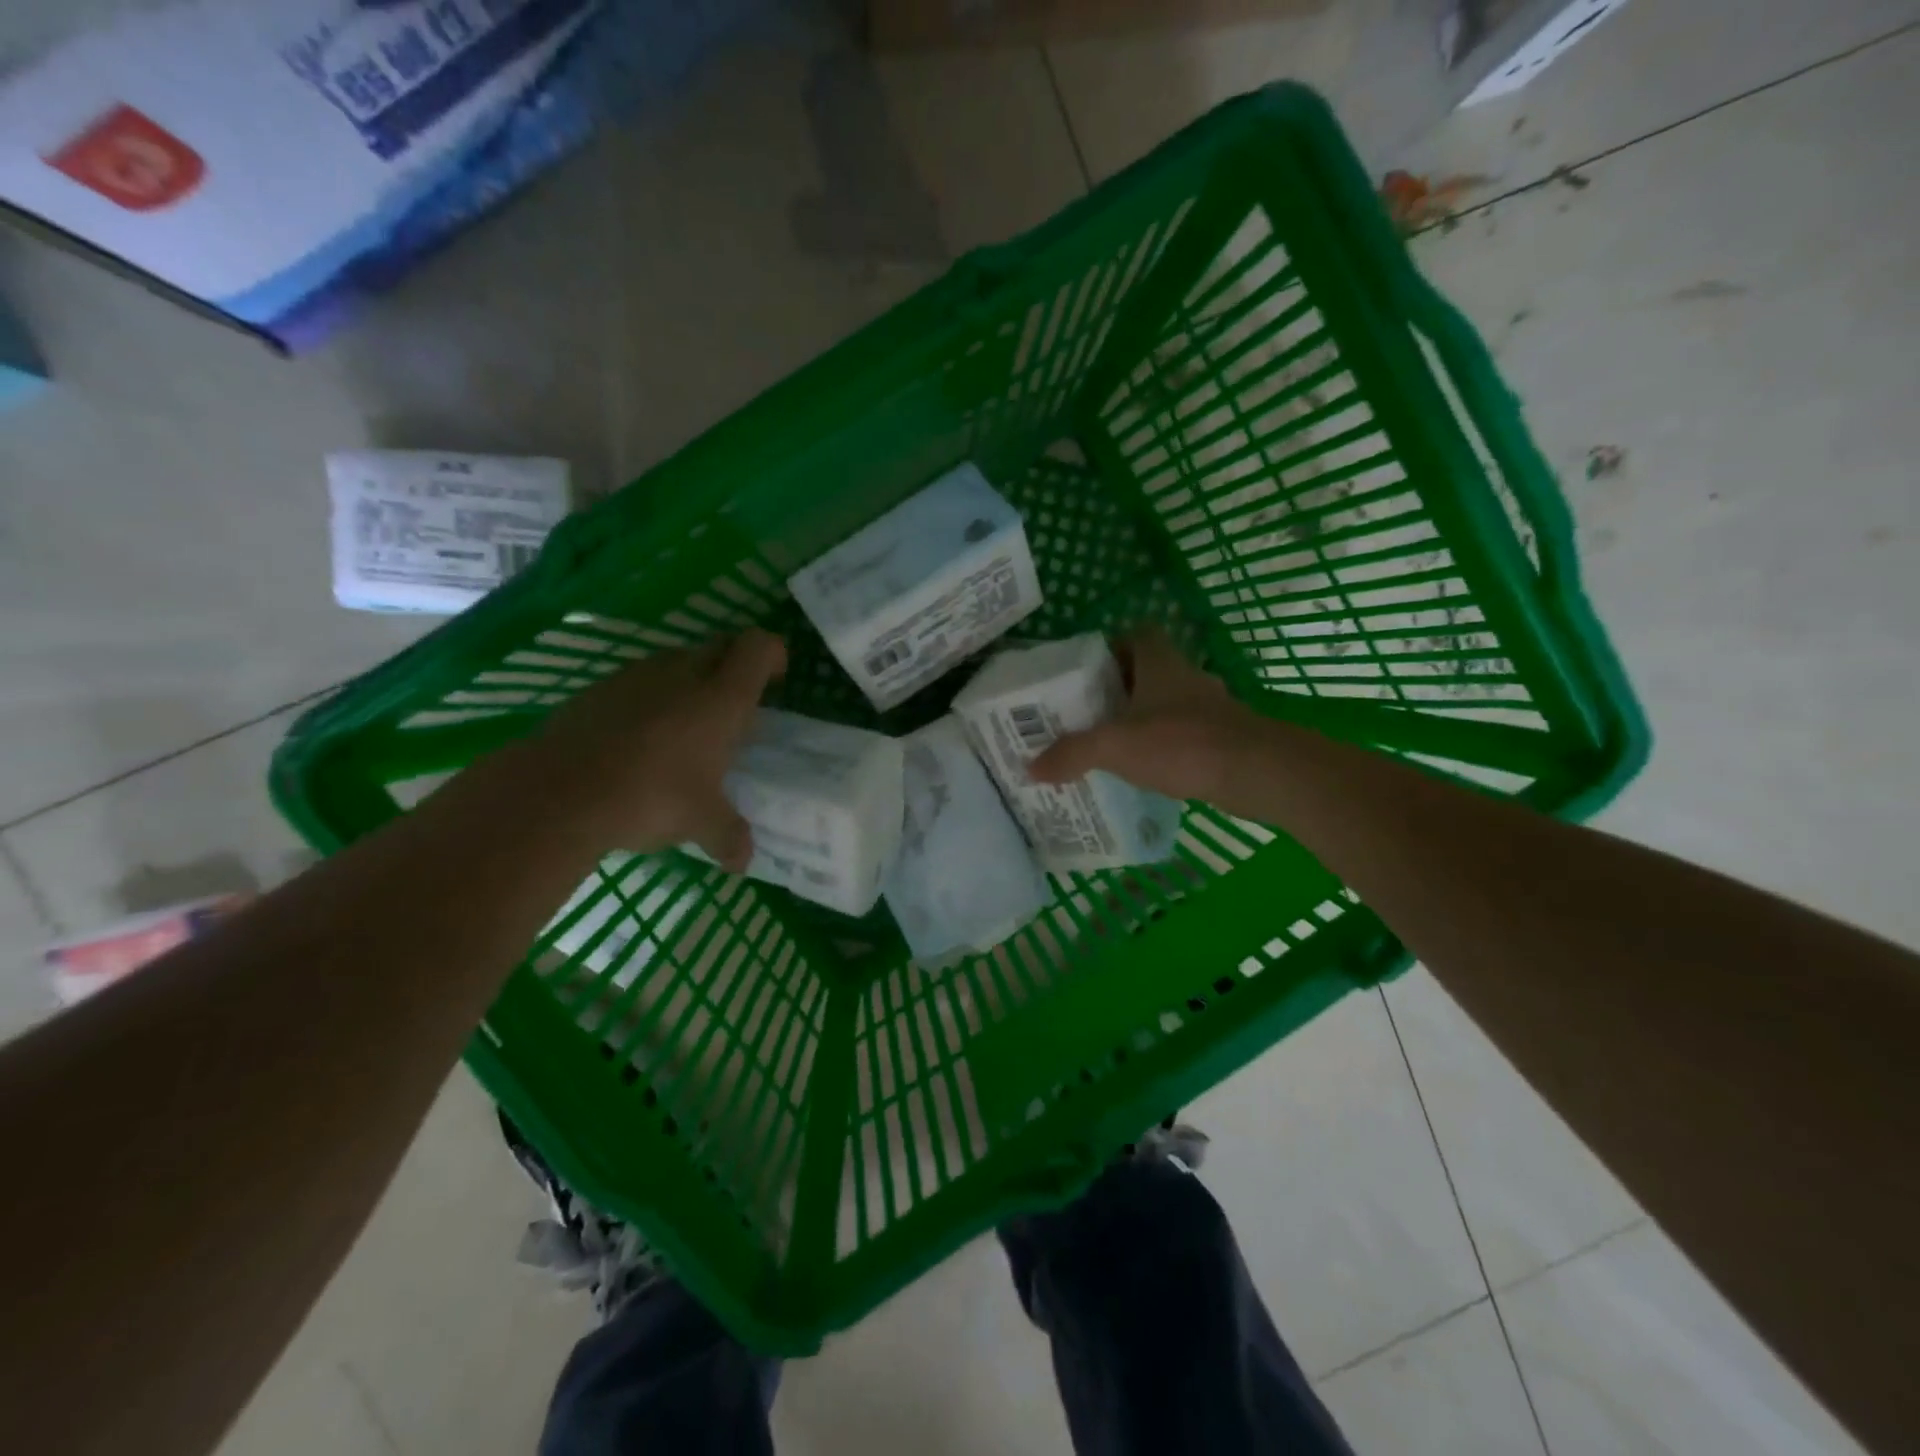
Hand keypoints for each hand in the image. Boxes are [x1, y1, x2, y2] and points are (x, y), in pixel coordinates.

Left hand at [511, 629, 786, 867]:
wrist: (559, 792)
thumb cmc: (651, 797)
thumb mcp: (701, 823)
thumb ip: (729, 836)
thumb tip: (743, 863)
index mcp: (721, 698)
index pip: (758, 647)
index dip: (773, 654)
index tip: (776, 680)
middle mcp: (683, 674)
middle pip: (719, 646)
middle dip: (734, 667)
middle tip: (734, 707)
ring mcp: (636, 676)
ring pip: (677, 661)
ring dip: (690, 682)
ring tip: (686, 728)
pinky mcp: (598, 688)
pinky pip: (638, 681)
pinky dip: (650, 699)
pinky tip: (640, 740)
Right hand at [1029, 629, 1260, 802]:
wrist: (1256, 772)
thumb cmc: (1180, 743)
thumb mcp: (1114, 746)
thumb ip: (1071, 754)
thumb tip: (1030, 767)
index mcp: (1161, 663)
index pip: (1138, 634)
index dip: (1113, 647)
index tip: (1089, 674)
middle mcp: (1188, 677)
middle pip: (1151, 671)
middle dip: (1122, 689)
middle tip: (1091, 713)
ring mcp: (1211, 707)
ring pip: (1170, 704)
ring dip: (1146, 719)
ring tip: (1115, 745)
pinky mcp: (1226, 737)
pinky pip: (1187, 734)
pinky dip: (1168, 746)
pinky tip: (1150, 771)